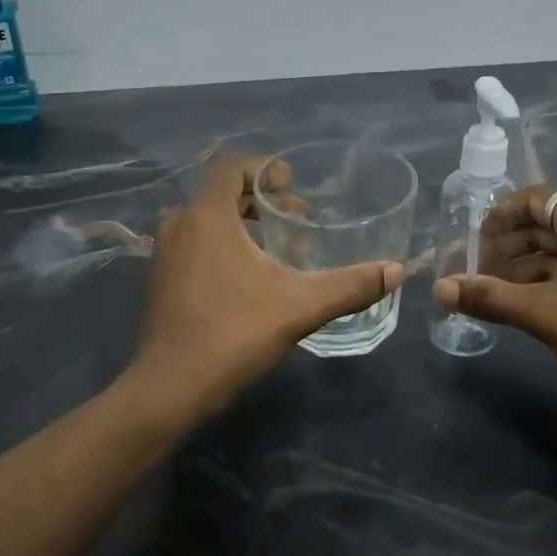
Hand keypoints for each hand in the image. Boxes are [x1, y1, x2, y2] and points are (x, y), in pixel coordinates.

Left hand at [125, 155, 404, 420]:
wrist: (171, 389)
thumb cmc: (233, 335)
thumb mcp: (300, 307)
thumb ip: (350, 286)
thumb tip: (396, 271)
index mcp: (206, 217)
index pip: (231, 166)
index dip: (265, 168)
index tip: (294, 186)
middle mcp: (179, 225)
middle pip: (223, 194)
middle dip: (264, 203)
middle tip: (300, 223)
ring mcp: (164, 254)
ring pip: (208, 221)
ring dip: (245, 226)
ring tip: (282, 251)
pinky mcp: (160, 280)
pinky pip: (195, 244)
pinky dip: (224, 246)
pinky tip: (252, 279)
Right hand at [433, 185, 556, 411]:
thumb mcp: (542, 313)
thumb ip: (489, 297)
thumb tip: (440, 289)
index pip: (536, 198)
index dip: (500, 215)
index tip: (474, 241)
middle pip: (548, 223)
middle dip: (509, 246)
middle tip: (476, 272)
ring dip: (528, 266)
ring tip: (495, 293)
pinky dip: (553, 278)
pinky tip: (530, 304)